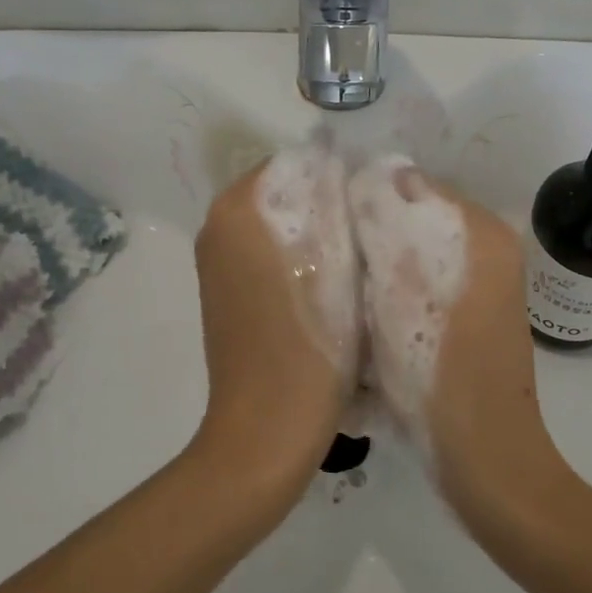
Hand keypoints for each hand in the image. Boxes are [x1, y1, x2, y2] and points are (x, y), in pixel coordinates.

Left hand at [192, 146, 361, 492]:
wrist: (267, 430)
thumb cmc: (310, 345)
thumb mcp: (336, 263)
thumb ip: (334, 202)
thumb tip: (338, 162)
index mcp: (238, 209)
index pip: (296, 163)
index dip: (339, 176)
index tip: (374, 202)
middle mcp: (218, 226)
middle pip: (285, 192)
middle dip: (328, 203)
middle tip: (373, 230)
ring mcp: (217, 262)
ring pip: (279, 224)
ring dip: (316, 231)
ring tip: (359, 257)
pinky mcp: (225, 292)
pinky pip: (267, 252)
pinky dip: (298, 257)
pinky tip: (332, 285)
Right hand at [348, 157, 556, 516]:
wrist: (483, 460)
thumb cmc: (438, 372)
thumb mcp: (401, 289)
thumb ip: (389, 221)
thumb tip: (373, 170)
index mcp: (481, 231)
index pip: (411, 184)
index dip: (363, 197)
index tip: (321, 220)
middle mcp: (487, 249)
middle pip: (411, 220)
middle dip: (368, 234)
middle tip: (323, 257)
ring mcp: (480, 286)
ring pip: (410, 255)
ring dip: (375, 267)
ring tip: (336, 289)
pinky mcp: (468, 318)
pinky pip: (419, 285)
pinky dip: (392, 294)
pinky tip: (363, 319)